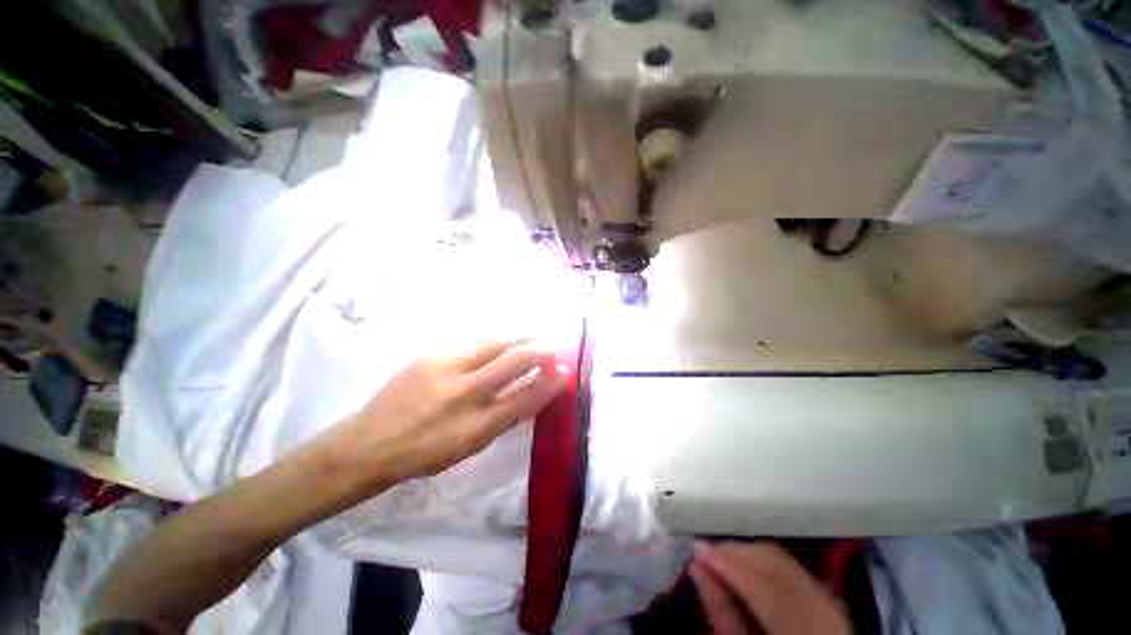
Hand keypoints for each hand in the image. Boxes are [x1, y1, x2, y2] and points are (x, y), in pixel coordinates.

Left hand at [328, 340, 566, 490]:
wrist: (369, 443)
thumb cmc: (424, 453)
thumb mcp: (469, 447)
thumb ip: (503, 419)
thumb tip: (531, 395)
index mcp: (475, 426)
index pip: (523, 397)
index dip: (549, 383)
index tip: (565, 371)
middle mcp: (464, 393)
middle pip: (512, 362)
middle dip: (540, 351)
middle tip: (555, 346)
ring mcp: (445, 369)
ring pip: (493, 344)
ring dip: (520, 338)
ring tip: (535, 336)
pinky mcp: (430, 355)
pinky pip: (472, 342)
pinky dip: (495, 340)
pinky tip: (502, 340)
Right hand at [689, 542, 849, 634]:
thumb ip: (720, 613)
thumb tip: (696, 566)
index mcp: (803, 631)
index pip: (763, 587)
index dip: (728, 564)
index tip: (697, 550)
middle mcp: (825, 612)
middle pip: (776, 563)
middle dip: (737, 552)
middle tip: (705, 551)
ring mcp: (832, 603)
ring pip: (785, 561)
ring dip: (749, 553)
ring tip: (720, 556)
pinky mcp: (829, 598)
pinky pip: (793, 569)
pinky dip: (766, 561)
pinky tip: (745, 565)